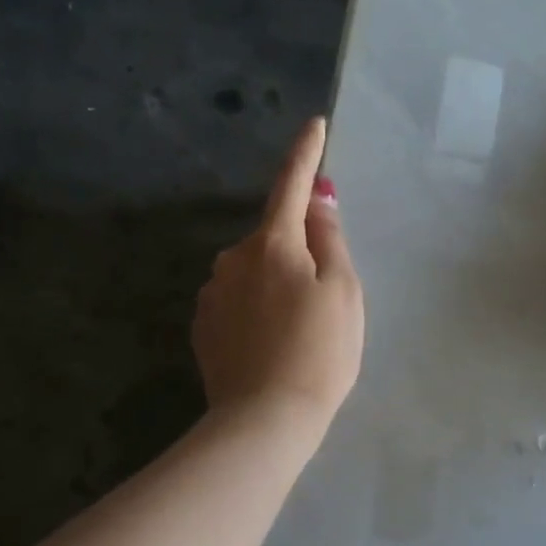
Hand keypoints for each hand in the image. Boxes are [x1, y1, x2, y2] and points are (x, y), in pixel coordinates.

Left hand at [193, 117, 364, 435]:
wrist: (265, 420)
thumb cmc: (319, 352)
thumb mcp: (342, 293)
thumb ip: (330, 240)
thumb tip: (317, 202)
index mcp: (272, 244)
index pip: (291, 185)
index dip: (305, 155)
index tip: (314, 125)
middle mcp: (232, 259)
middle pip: (273, 238)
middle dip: (297, 251)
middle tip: (323, 298)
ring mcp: (212, 294)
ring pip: (254, 273)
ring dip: (276, 285)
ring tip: (298, 332)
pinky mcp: (203, 327)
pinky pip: (237, 302)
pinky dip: (257, 310)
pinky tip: (272, 345)